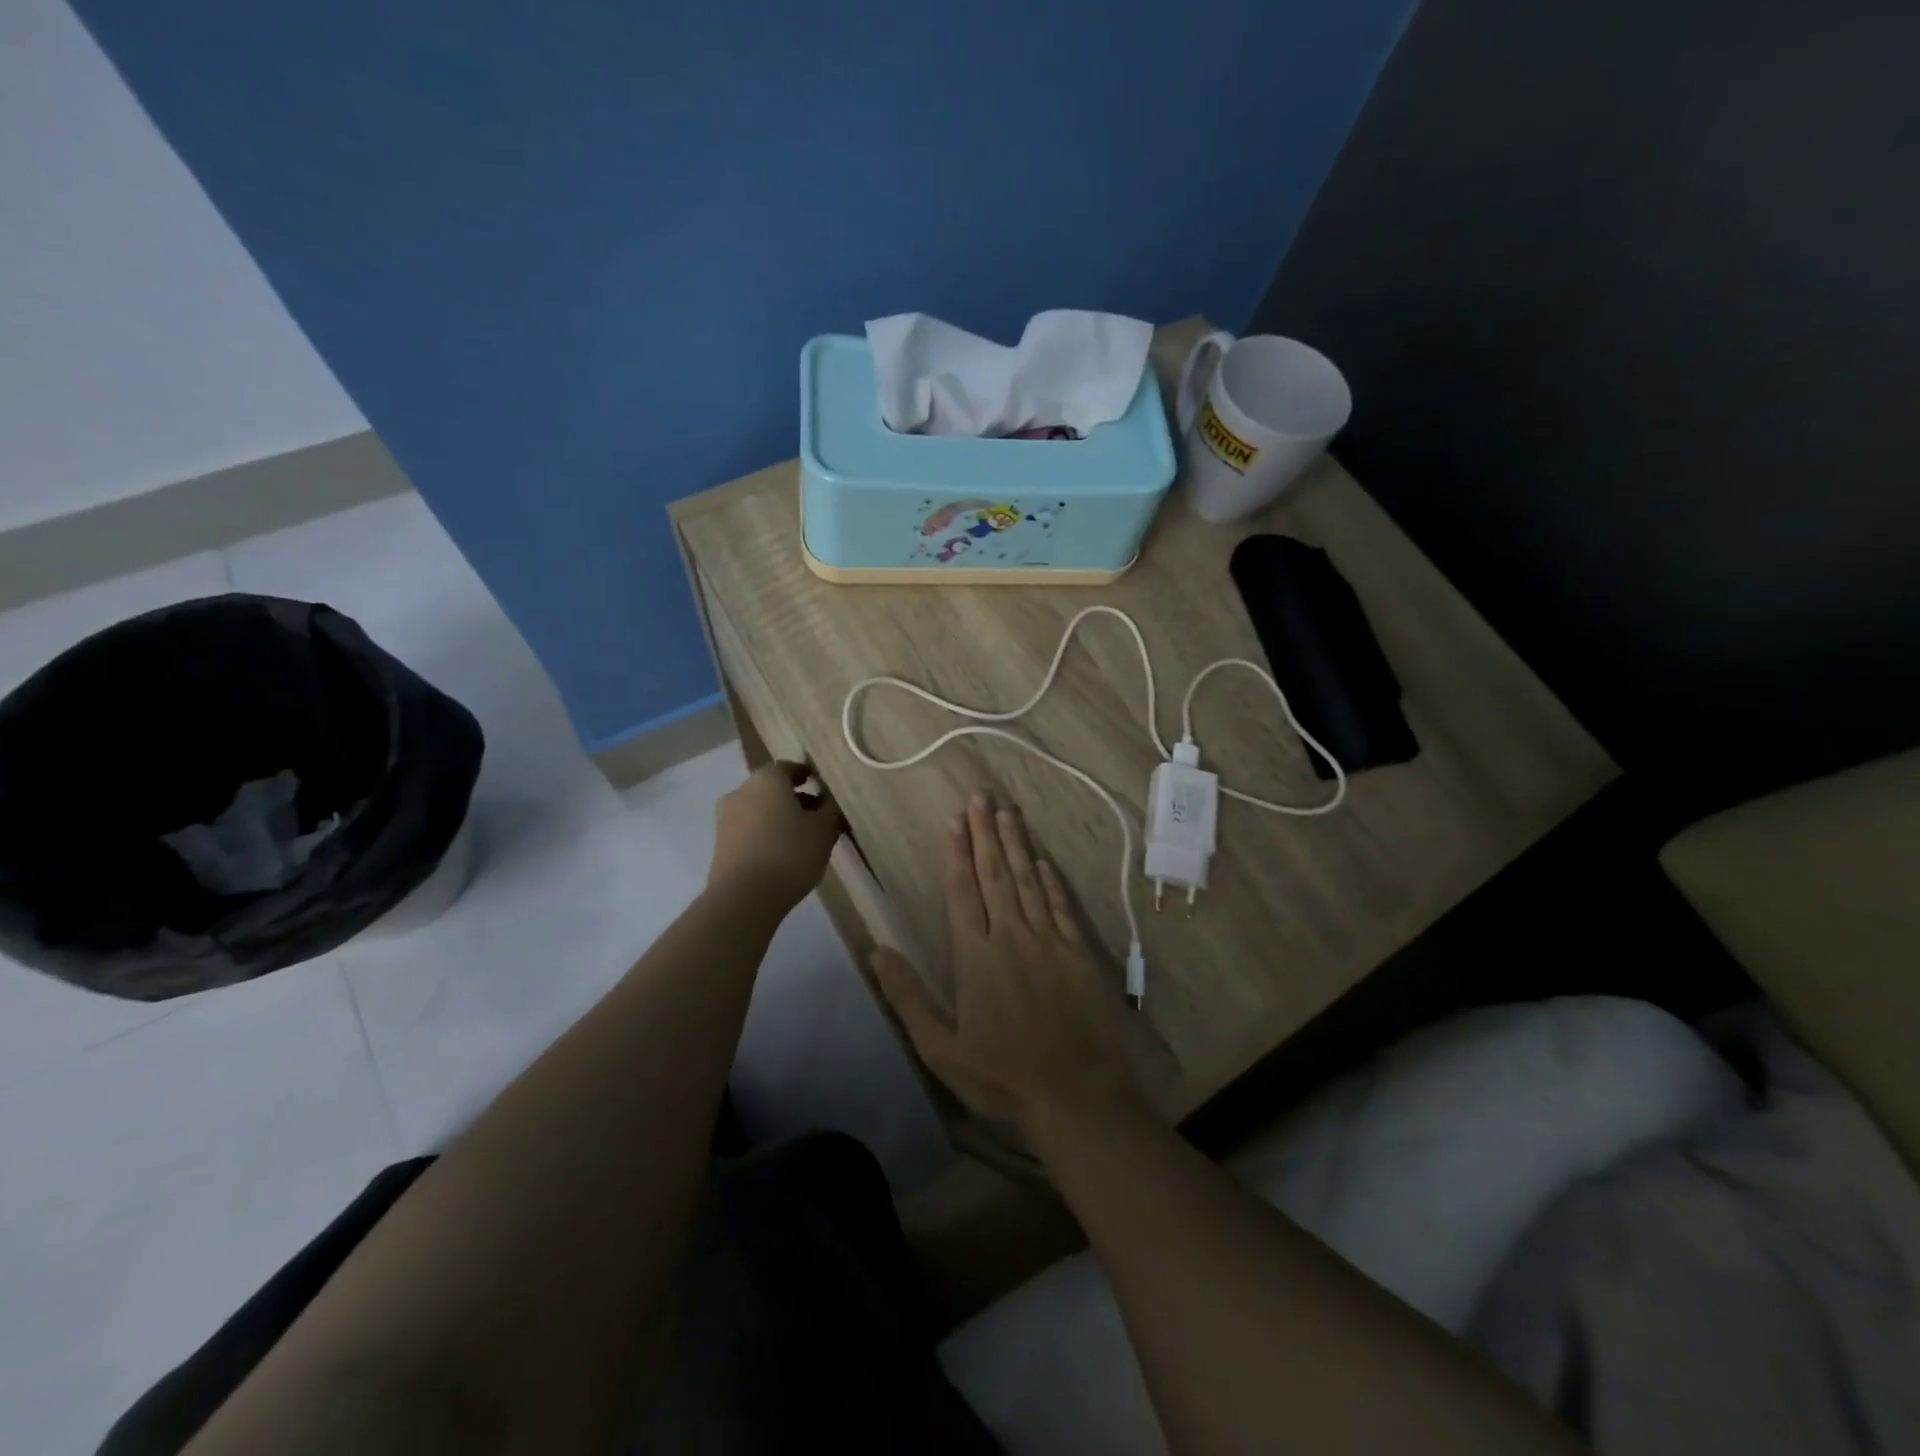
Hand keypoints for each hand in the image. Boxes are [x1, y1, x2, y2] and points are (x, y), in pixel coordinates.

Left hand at [708, 761, 844, 910]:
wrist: (744, 897)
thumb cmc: (790, 853)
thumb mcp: (824, 831)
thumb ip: (831, 811)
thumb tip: (831, 801)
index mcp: (766, 779)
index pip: (789, 767)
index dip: (808, 776)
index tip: (824, 788)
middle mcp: (741, 791)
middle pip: (772, 789)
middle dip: (794, 799)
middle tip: (817, 815)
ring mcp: (725, 818)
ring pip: (758, 810)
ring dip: (778, 818)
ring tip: (802, 838)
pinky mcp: (719, 845)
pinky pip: (748, 831)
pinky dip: (764, 835)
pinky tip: (782, 854)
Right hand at [870, 792, 1144, 1137]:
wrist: (1075, 1094)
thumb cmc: (1002, 1075)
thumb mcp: (941, 1047)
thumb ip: (908, 995)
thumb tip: (876, 949)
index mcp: (976, 956)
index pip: (962, 892)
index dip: (957, 854)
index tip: (954, 821)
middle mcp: (1012, 936)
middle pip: (995, 875)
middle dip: (985, 834)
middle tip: (980, 797)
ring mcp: (1049, 941)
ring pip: (1028, 881)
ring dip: (1016, 845)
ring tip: (1007, 812)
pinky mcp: (1080, 953)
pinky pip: (1062, 906)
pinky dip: (1051, 881)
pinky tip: (1043, 861)